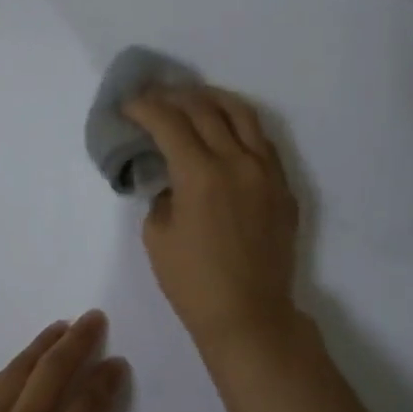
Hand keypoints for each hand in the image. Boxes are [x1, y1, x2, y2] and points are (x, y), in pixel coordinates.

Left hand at [0, 312, 130, 411]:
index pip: (86, 406)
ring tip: (59, 327)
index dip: (105, 380)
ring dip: (41, 345)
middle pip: (51, 373)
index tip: (117, 362)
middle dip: (76, 341)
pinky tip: (15, 365)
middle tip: (92, 318)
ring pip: (16, 372)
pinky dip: (5, 371)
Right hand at [123, 86, 301, 352]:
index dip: (144, 107)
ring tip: (194, 98)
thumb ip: (163, 196)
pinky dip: (240, 125)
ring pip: (242, 115)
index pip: (169, 122)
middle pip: (205, 109)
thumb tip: (173, 180)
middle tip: (155, 98)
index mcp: (201, 174)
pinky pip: (262, 141)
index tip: (129, 106)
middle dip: (174, 97)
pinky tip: (227, 130)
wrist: (250, 315)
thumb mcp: (158, 237)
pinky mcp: (283, 187)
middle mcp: (237, 162)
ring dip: (213, 99)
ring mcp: (267, 172)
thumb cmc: (194, 283)